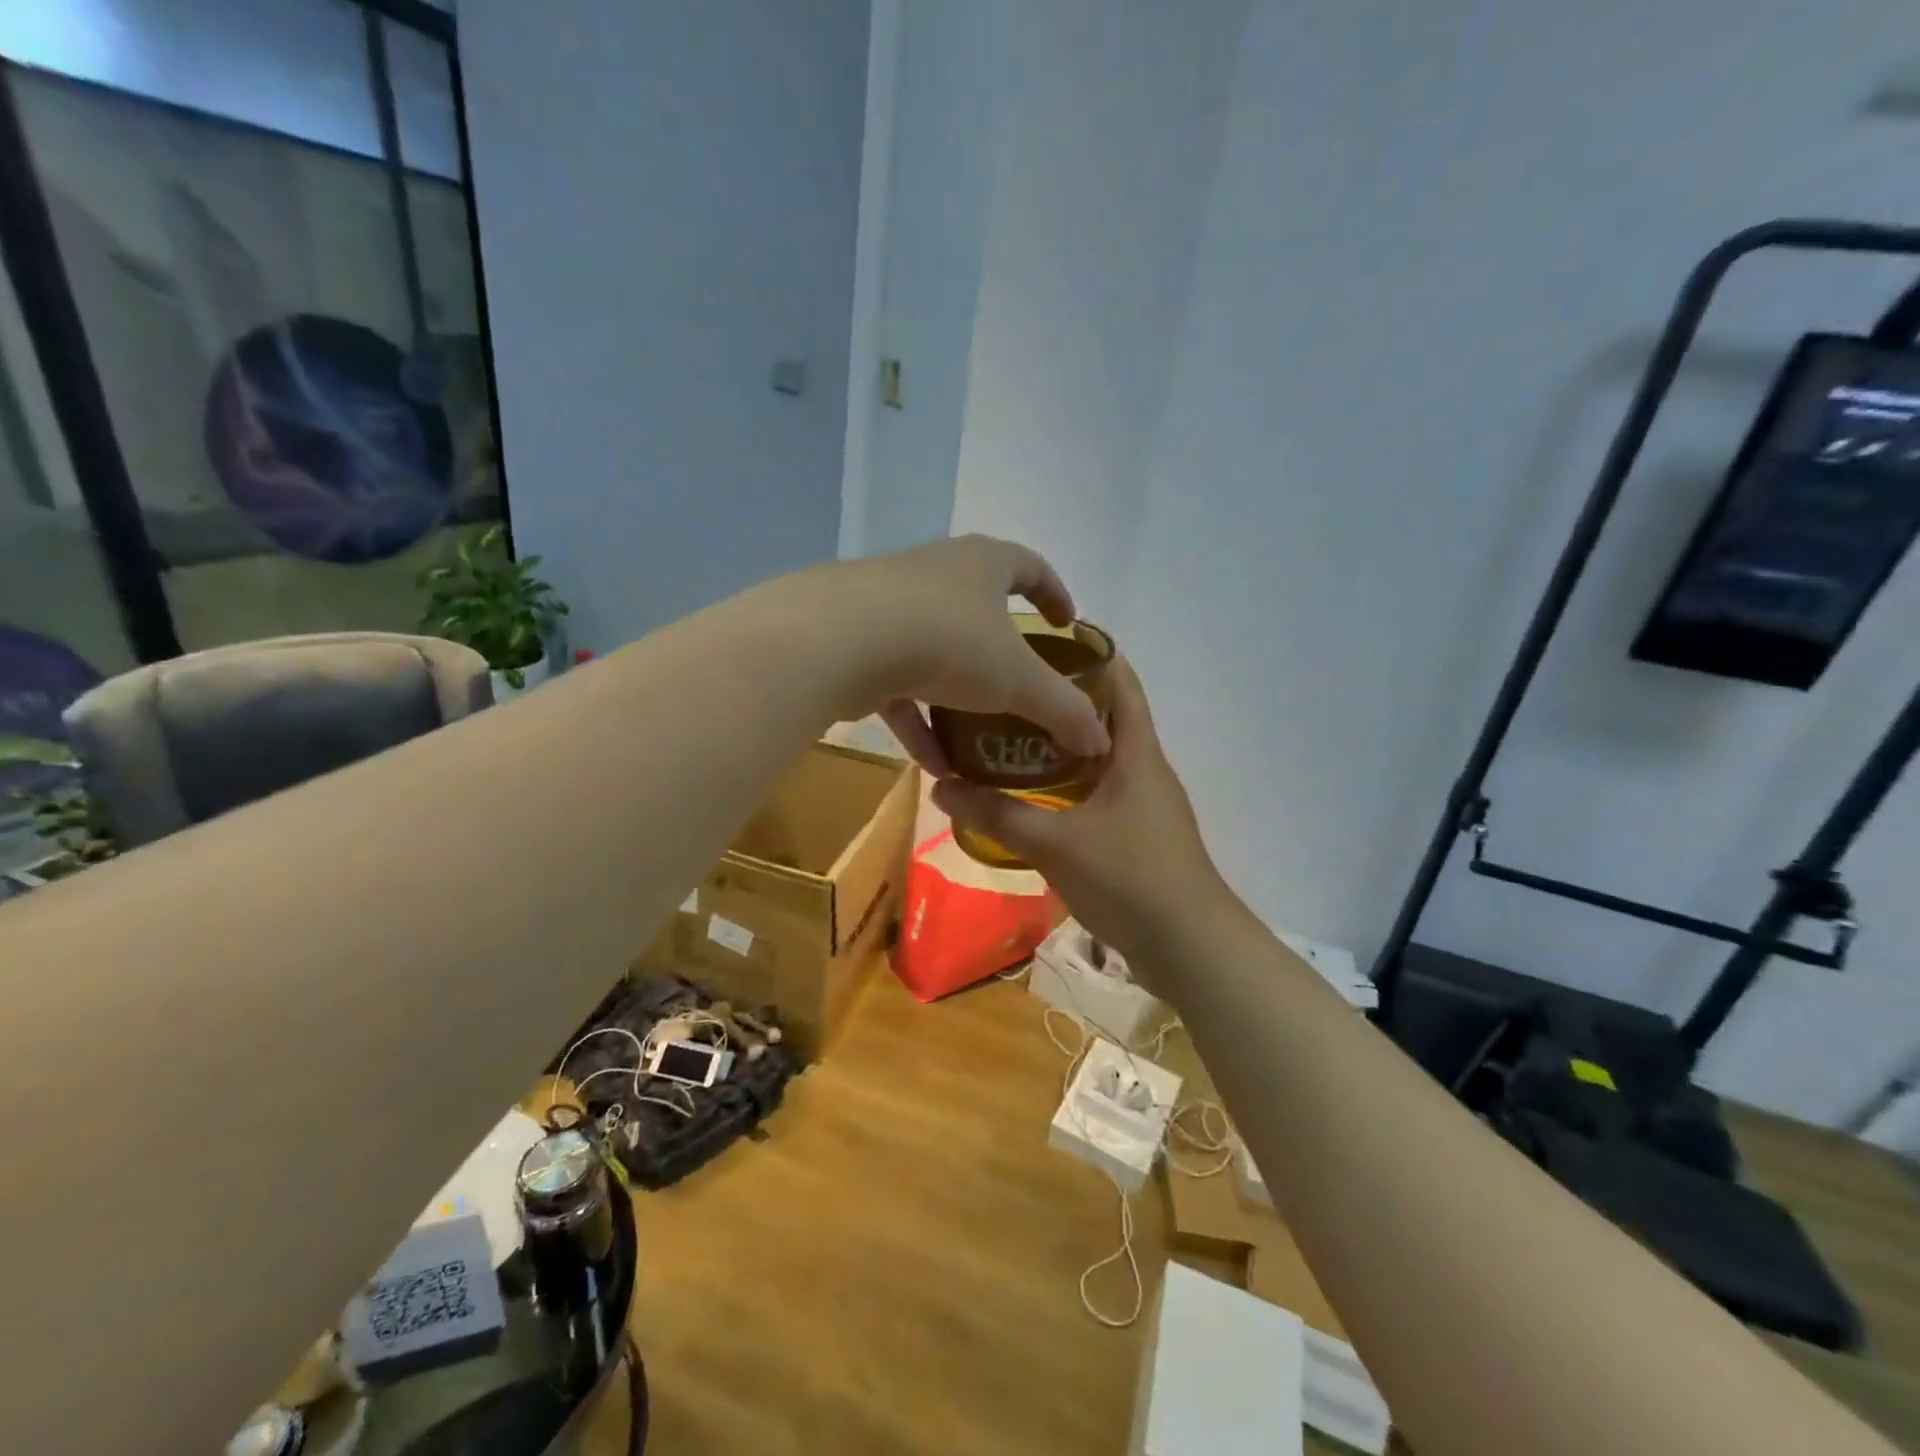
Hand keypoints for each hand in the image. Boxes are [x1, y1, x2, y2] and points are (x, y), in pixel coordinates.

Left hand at [833, 535, 1110, 764]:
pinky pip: (900, 686)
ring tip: (977, 743)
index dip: (1054, 594)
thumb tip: (1101, 741)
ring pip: (935, 654)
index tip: (1065, 624)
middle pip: (978, 609)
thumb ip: (1063, 709)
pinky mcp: (858, 643)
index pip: (1029, 567)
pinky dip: (920, 722)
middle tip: (1021, 685)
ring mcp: (891, 607)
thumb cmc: (949, 641)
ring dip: (957, 700)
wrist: (842, 640)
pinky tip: (935, 767)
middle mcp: (936, 574)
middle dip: (1000, 651)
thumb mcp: (1018, 680)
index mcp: (982, 563)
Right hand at [930, 655, 1236, 975]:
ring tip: (1008, 735)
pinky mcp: (1137, 834)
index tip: (1041, 639)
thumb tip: (940, 785)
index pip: (1120, 680)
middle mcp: (1144, 768)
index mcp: (1136, 752)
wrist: (1190, 948)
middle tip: (1006, 689)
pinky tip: (1031, 795)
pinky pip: (1098, 792)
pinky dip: (1067, 783)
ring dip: (1061, 744)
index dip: (1089, 652)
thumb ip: (997, 814)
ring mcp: (1143, 803)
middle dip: (1060, 698)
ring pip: (1099, 757)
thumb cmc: (1131, 879)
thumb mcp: (1055, 844)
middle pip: (1104, 716)